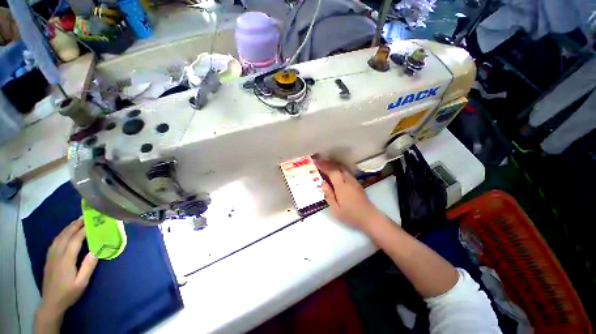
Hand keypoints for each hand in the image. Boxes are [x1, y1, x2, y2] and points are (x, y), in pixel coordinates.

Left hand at [37, 217, 97, 324]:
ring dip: (68, 228)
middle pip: (65, 236)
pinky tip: (65, 233)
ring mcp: (51, 256)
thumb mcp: (82, 283)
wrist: (51, 303)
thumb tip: (96, 250)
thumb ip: (88, 266)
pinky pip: (55, 242)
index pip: (75, 240)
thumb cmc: (69, 293)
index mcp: (66, 260)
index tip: (93, 222)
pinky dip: (61, 234)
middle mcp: (57, 255)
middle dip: (75, 225)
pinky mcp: (49, 258)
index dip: (84, 230)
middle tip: (86, 216)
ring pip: (59, 237)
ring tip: (77, 221)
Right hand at [316, 159, 380, 229]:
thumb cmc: (351, 215)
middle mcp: (348, 180)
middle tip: (318, 161)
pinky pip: (346, 172)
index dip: (323, 165)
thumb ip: (328, 195)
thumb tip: (323, 183)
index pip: (332, 171)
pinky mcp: (357, 183)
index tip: (315, 162)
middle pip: (337, 167)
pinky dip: (338, 168)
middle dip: (327, 162)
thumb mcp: (335, 210)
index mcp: (341, 186)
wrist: (370, 218)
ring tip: (324, 163)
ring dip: (333, 164)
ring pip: (343, 168)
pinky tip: (335, 171)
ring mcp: (354, 181)